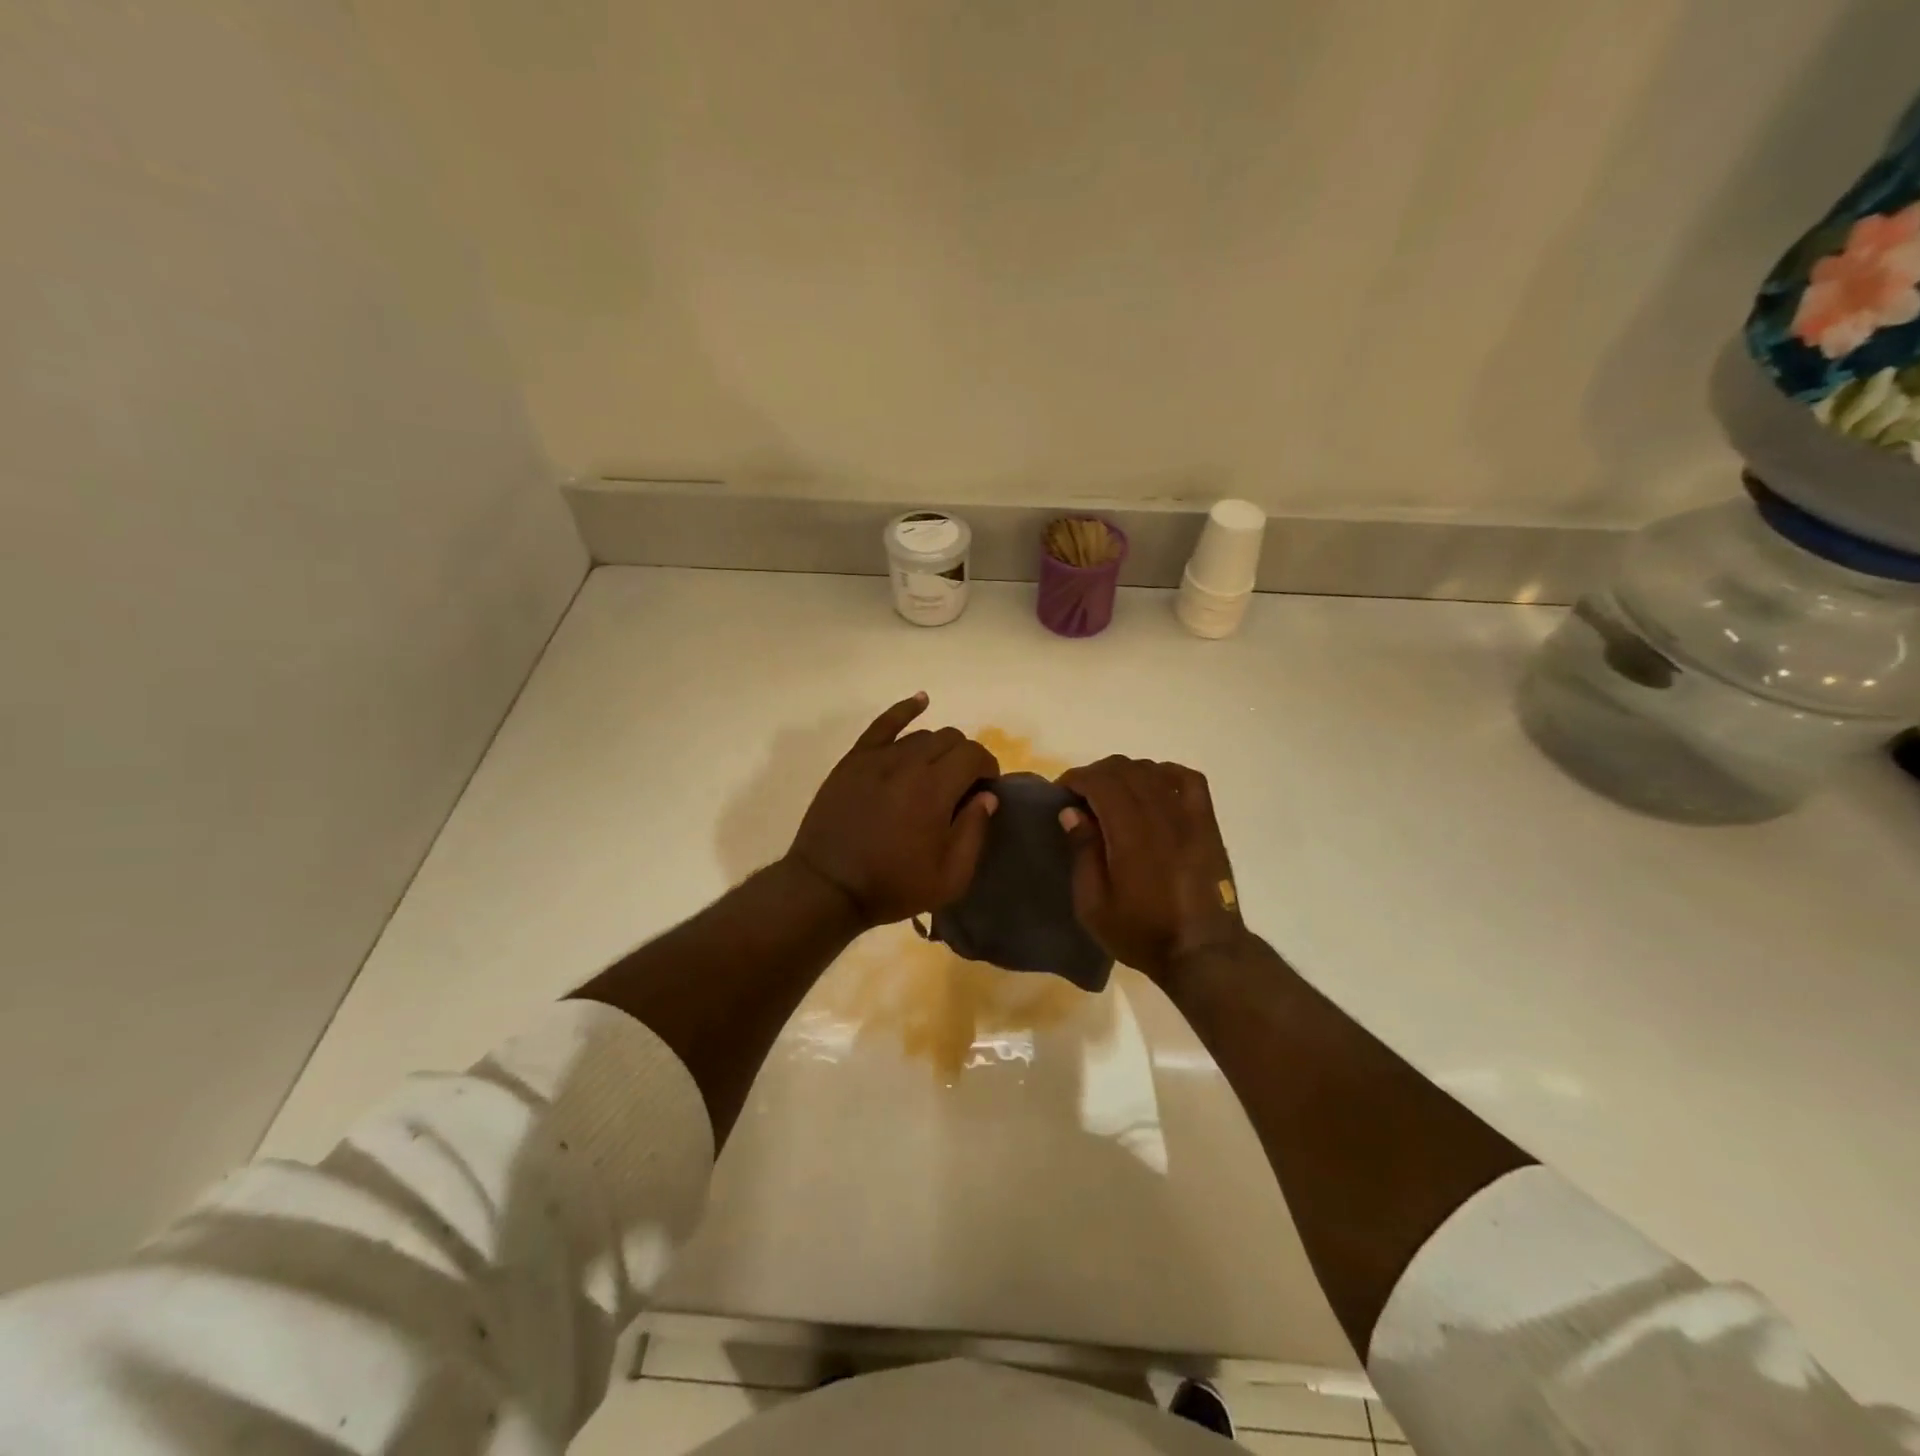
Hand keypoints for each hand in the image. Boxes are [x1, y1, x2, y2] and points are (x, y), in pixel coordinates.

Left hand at [786, 694, 999, 927]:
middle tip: (962, 786)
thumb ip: (974, 832)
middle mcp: (908, 763)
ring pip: (921, 735)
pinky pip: (883, 724)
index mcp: (935, 789)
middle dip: (965, 758)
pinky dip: (905, 709)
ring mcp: (877, 757)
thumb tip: (987, 797)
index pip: (974, 755)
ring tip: (936, 772)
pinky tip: (921, 701)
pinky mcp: (854, 760)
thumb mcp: (949, 877)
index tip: (987, 789)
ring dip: (938, 748)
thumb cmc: (892, 886)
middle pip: (950, 739)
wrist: (828, 888)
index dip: (988, 768)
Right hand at [1056, 756, 1247, 980]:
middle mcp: (1160, 815)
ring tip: (1112, 794)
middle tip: (1080, 796)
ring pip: (1152, 770)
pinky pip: (1188, 779)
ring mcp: (1188, 816)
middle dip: (1096, 774)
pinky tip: (1153, 785)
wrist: (1202, 951)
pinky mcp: (1207, 823)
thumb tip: (1071, 812)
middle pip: (1124, 769)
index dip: (1076, 778)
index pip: (1100, 782)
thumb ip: (1082, 854)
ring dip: (1125, 773)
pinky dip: (1165, 773)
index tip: (1061, 793)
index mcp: (1130, 834)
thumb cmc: (1142, 933)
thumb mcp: (1093, 906)